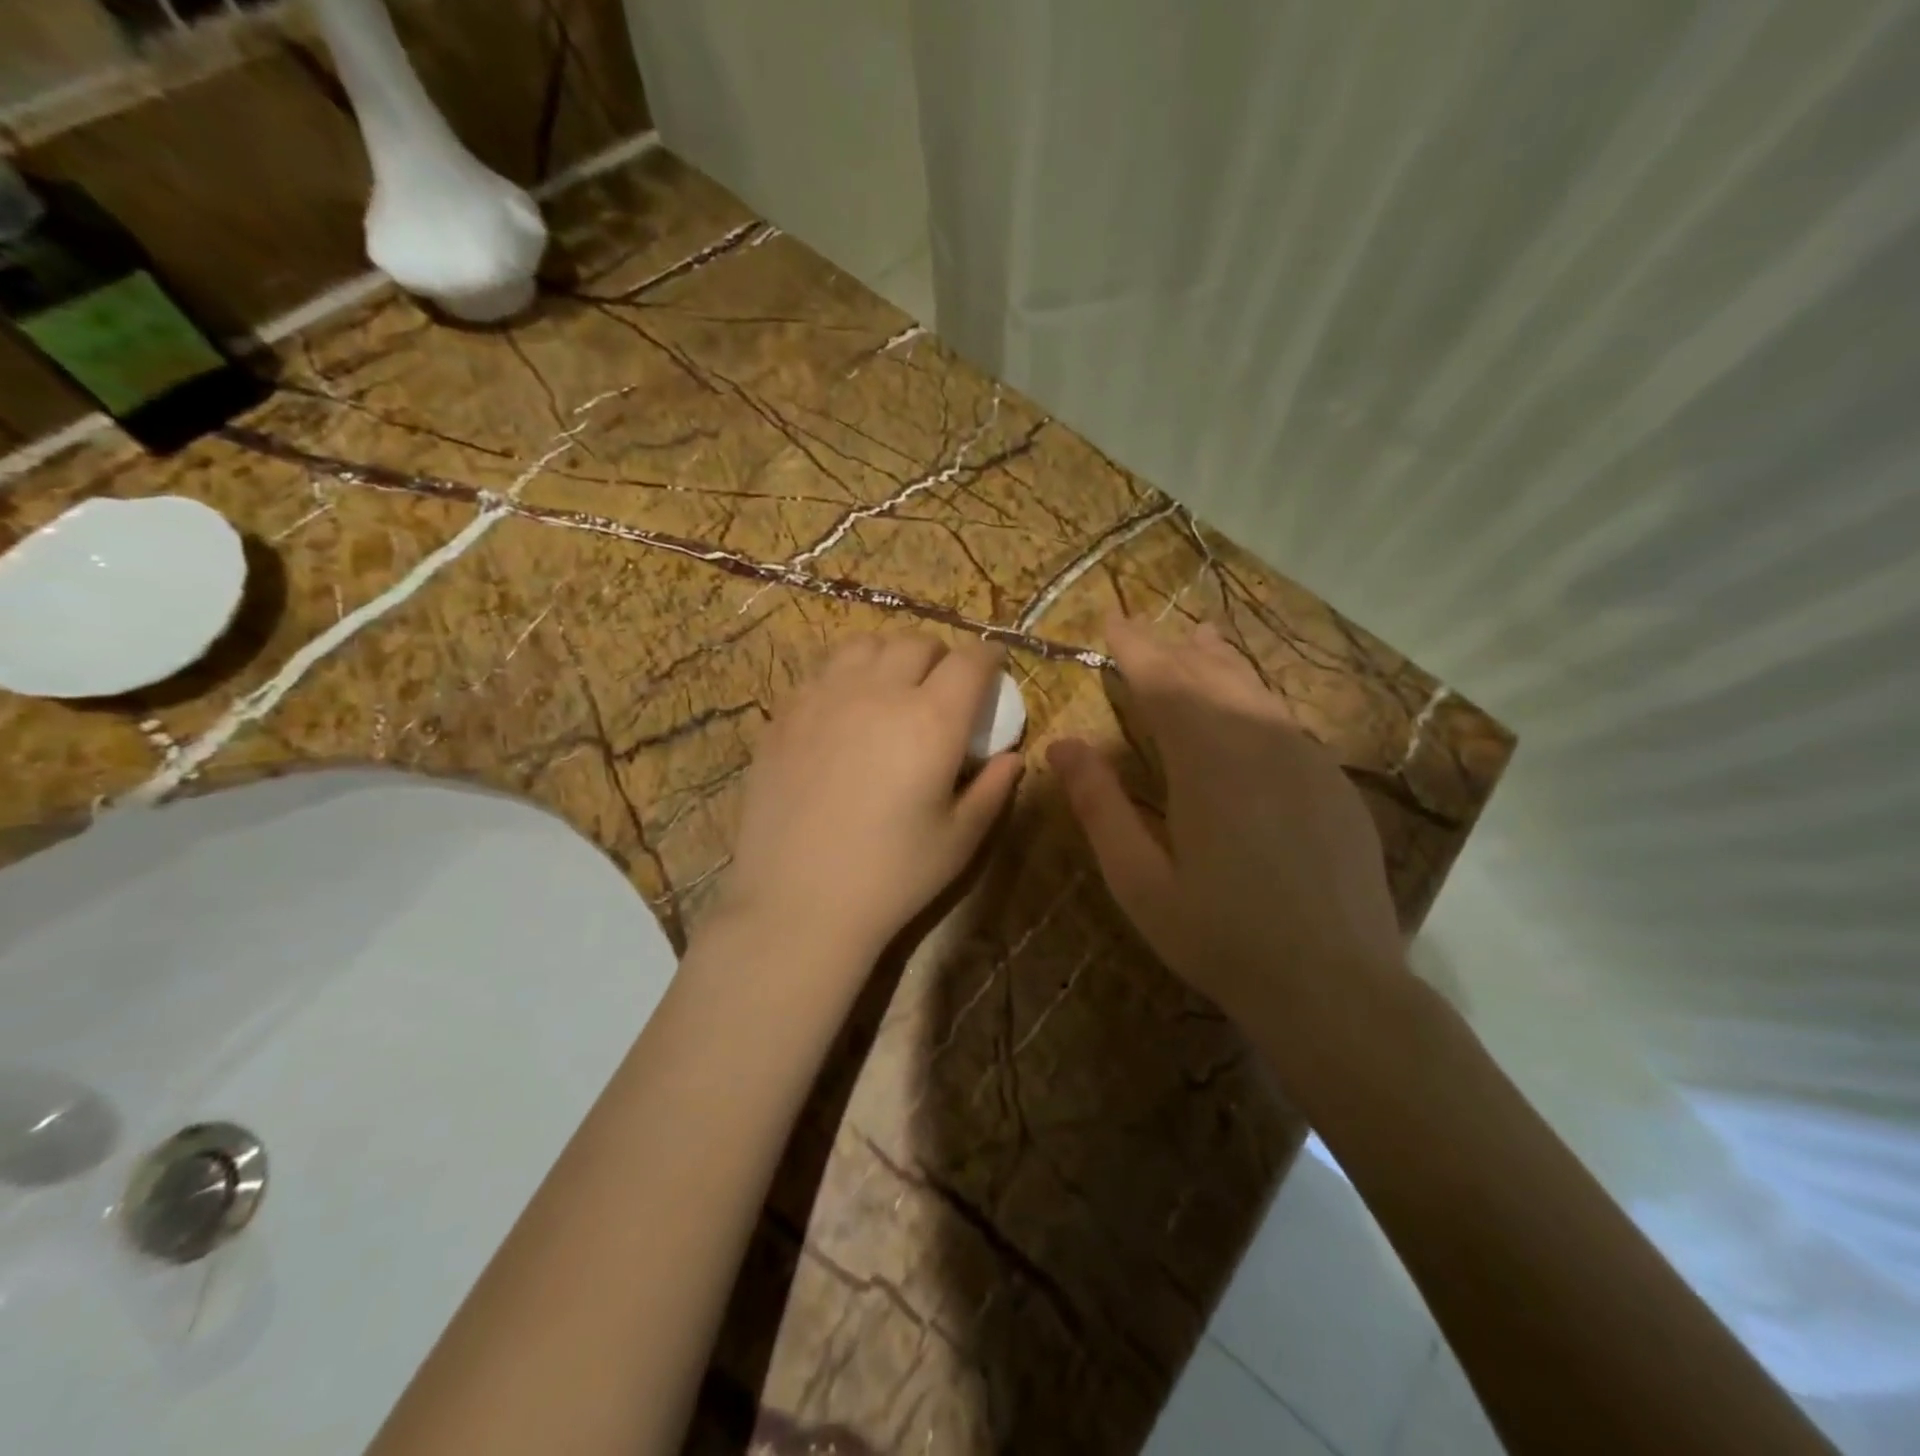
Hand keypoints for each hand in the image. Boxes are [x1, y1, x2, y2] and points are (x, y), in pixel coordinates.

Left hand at [710, 634, 1023, 971]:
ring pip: (864, 645)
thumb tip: (1012, 757)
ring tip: (891, 687)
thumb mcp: (960, 840)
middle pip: (916, 643)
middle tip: (943, 686)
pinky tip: (844, 711)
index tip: (994, 668)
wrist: (798, 904)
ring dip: (889, 656)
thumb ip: (992, 789)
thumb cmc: (892, 877)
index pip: (969, 661)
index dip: (988, 657)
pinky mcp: (785, 716)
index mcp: (931, 720)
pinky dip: (845, 676)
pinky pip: (821, 672)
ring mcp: (823, 698)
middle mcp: (878, 693)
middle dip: (940, 656)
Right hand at [1048, 613, 1402, 1044]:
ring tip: (1199, 637)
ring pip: (1255, 690)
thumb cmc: (1220, 937)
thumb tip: (1062, 745)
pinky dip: (1255, 696)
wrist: (1335, 986)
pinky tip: (1250, 703)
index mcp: (1207, 762)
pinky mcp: (1335, 783)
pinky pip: (1285, 720)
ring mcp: (1307, 760)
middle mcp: (1260, 743)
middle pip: (1210, 675)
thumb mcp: (1139, 880)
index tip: (1111, 620)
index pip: (1163, 682)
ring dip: (1219, 661)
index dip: (1134, 647)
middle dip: (1171, 648)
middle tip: (1145, 628)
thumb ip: (1099, 806)